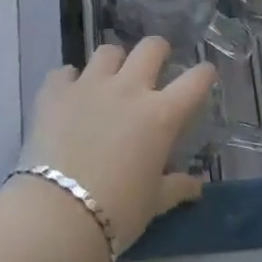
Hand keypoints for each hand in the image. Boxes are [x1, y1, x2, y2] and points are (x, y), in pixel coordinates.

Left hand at [19, 39, 212, 254]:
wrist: (58, 214)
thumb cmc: (117, 212)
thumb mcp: (154, 203)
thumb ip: (176, 187)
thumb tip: (196, 186)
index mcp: (161, 115)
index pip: (195, 81)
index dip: (204, 73)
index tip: (205, 74)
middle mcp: (129, 89)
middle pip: (150, 47)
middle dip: (157, 51)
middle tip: (155, 64)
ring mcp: (90, 85)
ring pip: (107, 52)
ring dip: (113, 62)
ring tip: (109, 79)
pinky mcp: (56, 91)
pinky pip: (64, 72)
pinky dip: (69, 80)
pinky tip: (69, 96)